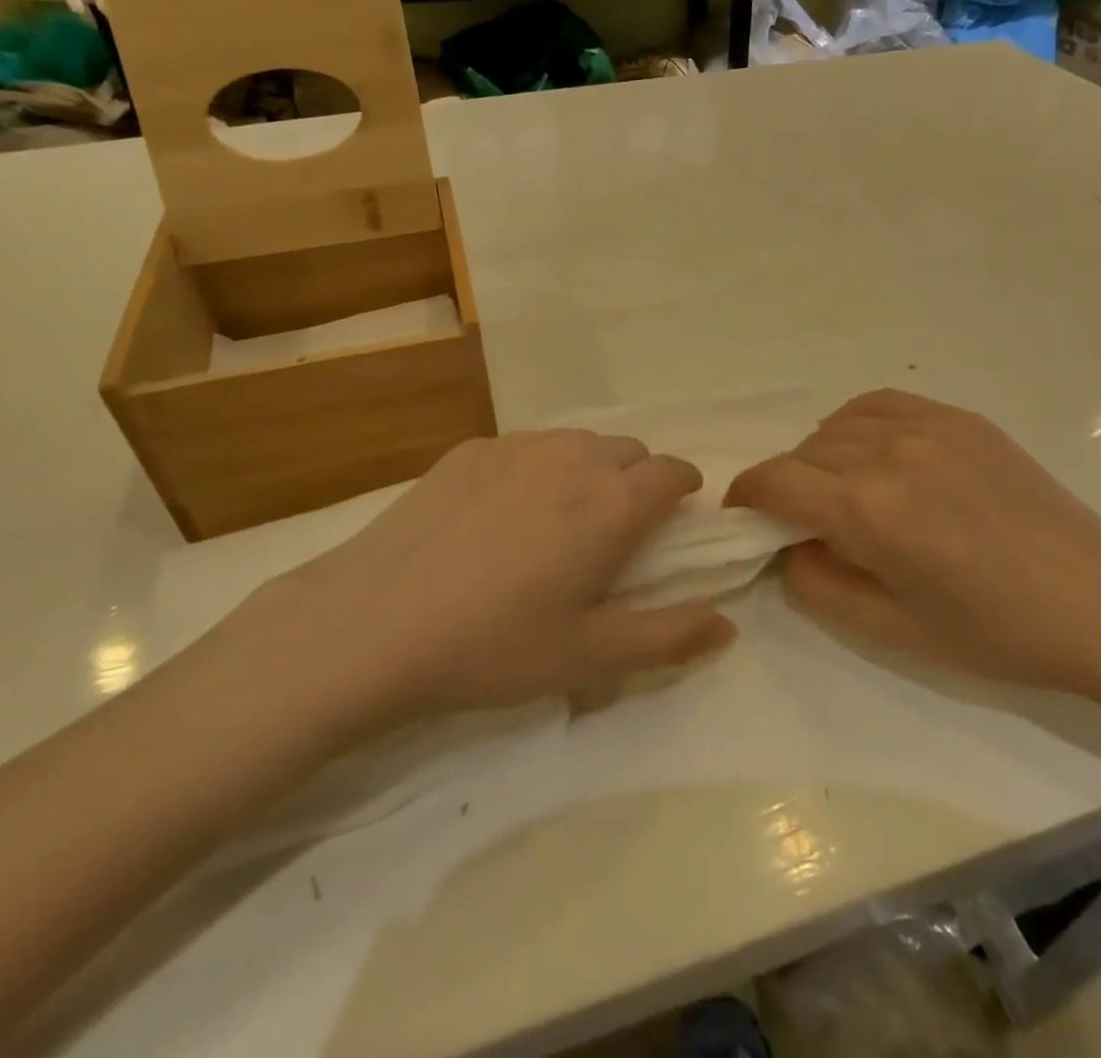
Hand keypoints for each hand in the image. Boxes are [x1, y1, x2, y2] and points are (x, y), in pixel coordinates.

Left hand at [282, 432, 736, 716]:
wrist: (374, 622)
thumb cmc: (494, 645)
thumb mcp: (590, 657)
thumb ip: (669, 637)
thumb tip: (727, 624)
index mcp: (612, 503)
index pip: (673, 471)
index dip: (683, 491)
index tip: (673, 521)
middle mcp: (573, 457)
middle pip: (628, 450)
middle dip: (637, 481)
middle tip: (611, 533)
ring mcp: (517, 445)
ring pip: (577, 442)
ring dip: (587, 470)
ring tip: (556, 521)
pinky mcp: (470, 448)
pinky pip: (526, 446)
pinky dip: (536, 468)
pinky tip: (499, 515)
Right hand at [728, 390, 1100, 698]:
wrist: (1100, 600)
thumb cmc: (995, 631)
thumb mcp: (892, 630)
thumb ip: (817, 585)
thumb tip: (786, 547)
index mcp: (870, 510)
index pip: (775, 481)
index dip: (746, 495)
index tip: (743, 515)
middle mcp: (889, 453)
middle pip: (802, 453)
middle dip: (788, 487)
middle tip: (804, 523)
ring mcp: (927, 427)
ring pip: (835, 426)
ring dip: (821, 457)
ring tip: (842, 492)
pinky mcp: (957, 417)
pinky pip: (877, 405)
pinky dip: (855, 425)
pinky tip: (870, 454)